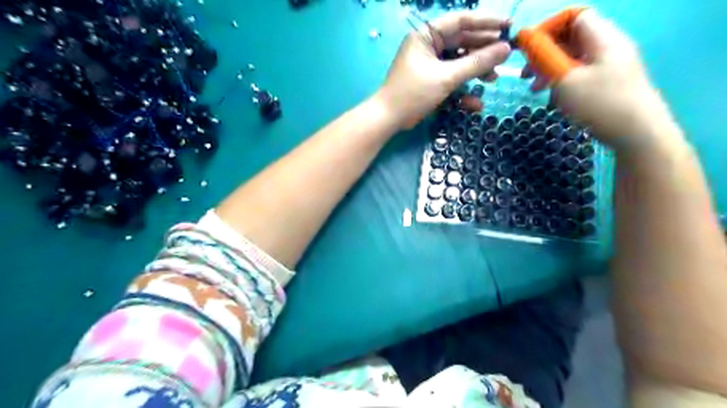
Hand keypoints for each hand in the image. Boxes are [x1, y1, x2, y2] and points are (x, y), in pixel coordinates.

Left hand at [381, 12, 509, 128]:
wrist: (389, 119)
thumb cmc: (413, 93)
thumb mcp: (446, 77)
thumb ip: (476, 63)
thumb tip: (505, 49)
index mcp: (426, 35)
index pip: (461, 21)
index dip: (486, 23)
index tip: (508, 27)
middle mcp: (428, 46)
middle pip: (462, 42)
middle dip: (483, 51)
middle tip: (505, 56)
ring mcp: (429, 64)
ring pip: (458, 62)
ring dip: (475, 71)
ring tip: (493, 79)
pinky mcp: (430, 81)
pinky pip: (450, 79)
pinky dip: (462, 88)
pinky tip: (474, 102)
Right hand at [526, 9, 678, 151]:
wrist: (638, 133)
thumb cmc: (600, 103)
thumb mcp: (565, 79)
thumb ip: (544, 57)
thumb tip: (526, 38)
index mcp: (602, 37)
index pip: (573, 16)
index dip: (547, 29)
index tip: (527, 50)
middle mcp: (609, 46)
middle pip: (572, 38)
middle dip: (545, 54)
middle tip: (526, 75)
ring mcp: (612, 65)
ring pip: (574, 58)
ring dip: (551, 70)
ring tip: (536, 90)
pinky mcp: (610, 83)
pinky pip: (581, 73)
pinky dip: (563, 81)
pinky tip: (555, 99)